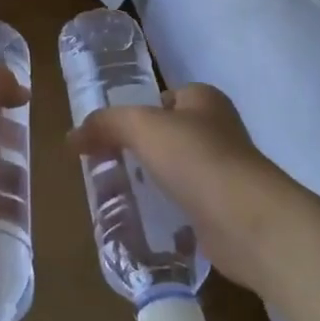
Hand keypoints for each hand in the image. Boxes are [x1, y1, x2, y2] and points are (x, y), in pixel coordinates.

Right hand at [69, 83, 282, 293]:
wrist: (247, 221)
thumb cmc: (196, 158)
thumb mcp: (141, 126)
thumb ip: (105, 124)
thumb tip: (71, 137)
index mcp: (204, 100)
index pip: (162, 99)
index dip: (135, 113)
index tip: (108, 136)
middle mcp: (218, 130)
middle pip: (167, 135)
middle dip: (139, 150)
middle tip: (107, 165)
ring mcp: (224, 172)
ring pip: (176, 171)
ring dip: (151, 181)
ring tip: (118, 195)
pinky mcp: (224, 209)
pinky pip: (185, 203)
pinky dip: (166, 210)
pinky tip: (144, 220)